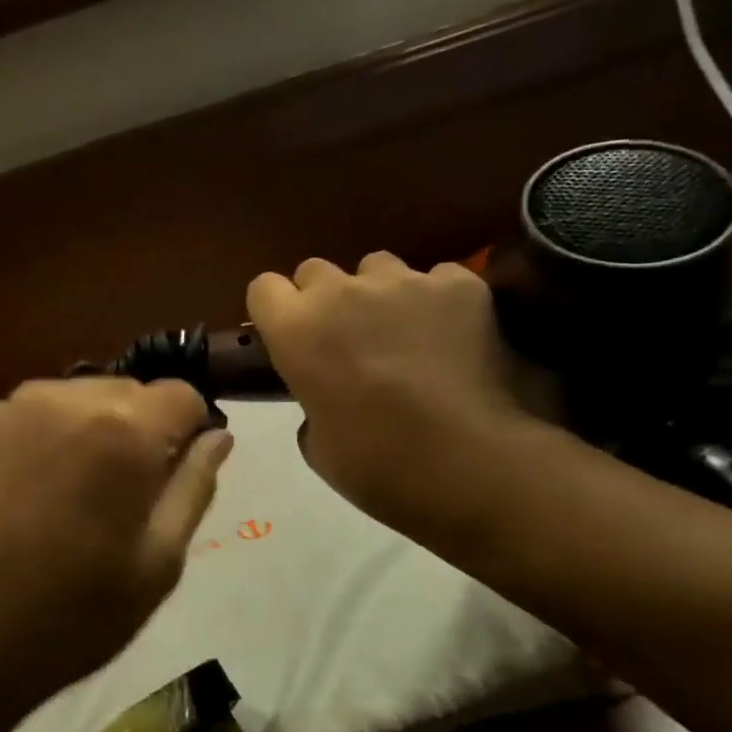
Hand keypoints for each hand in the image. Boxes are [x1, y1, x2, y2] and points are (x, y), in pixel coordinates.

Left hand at [0, 378, 232, 731]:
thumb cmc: (69, 617)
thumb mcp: (157, 565)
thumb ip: (194, 487)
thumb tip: (218, 437)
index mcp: (120, 429)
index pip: (181, 395)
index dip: (189, 431)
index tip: (174, 473)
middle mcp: (59, 399)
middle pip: (123, 391)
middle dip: (135, 429)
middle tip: (120, 495)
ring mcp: (1, 412)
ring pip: (66, 401)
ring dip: (81, 432)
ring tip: (65, 497)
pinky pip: (17, 422)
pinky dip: (31, 445)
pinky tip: (14, 500)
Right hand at [247, 254, 546, 536]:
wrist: (467, 464)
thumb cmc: (376, 464)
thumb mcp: (316, 443)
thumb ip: (310, 400)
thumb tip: (326, 395)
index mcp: (296, 330)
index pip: (264, 288)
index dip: (276, 310)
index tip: (288, 334)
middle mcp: (340, 292)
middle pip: (316, 270)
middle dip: (324, 298)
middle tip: (345, 337)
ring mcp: (403, 282)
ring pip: (378, 266)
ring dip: (379, 293)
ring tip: (403, 330)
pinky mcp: (458, 285)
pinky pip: (437, 277)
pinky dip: (438, 300)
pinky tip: (451, 333)